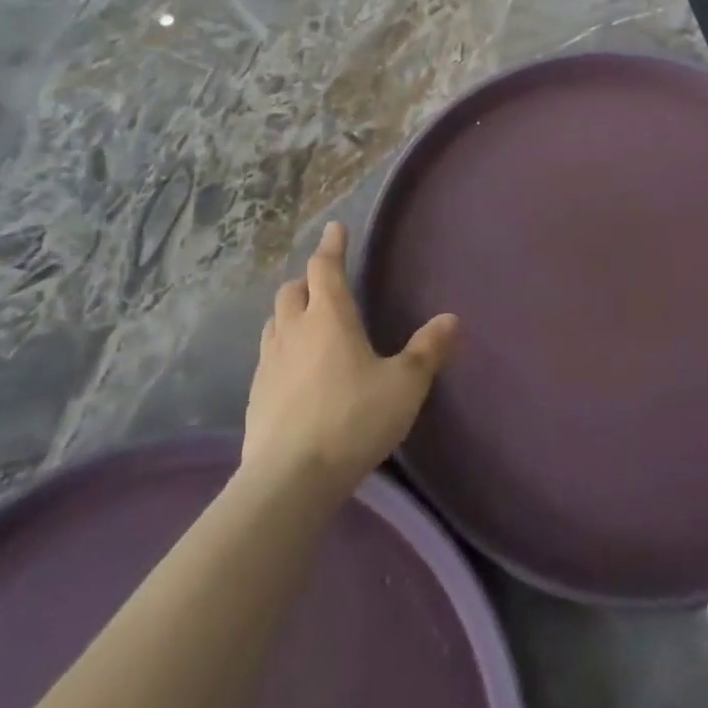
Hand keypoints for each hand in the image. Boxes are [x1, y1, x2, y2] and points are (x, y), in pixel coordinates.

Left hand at [242, 222, 458, 496]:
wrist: (290, 479)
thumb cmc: (353, 419)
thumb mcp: (404, 385)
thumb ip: (428, 350)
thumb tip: (452, 319)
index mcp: (329, 317)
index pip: (325, 267)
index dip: (331, 245)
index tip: (334, 228)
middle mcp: (294, 330)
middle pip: (292, 290)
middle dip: (308, 280)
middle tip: (324, 284)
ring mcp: (269, 363)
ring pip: (275, 322)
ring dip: (290, 313)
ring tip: (307, 323)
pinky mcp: (255, 396)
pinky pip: (267, 357)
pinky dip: (281, 350)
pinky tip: (294, 372)